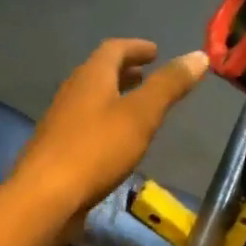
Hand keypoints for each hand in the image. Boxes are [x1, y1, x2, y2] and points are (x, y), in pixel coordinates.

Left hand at [13, 39, 208, 222]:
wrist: (46, 196)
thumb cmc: (97, 150)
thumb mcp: (141, 115)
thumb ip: (169, 86)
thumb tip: (199, 56)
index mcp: (91, 77)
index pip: (114, 49)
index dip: (136, 48)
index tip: (155, 52)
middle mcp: (72, 92)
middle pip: (99, 73)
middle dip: (124, 72)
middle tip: (146, 76)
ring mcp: (60, 122)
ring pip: (91, 100)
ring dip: (113, 97)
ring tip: (136, 108)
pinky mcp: (57, 150)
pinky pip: (85, 125)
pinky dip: (104, 122)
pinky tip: (115, 142)